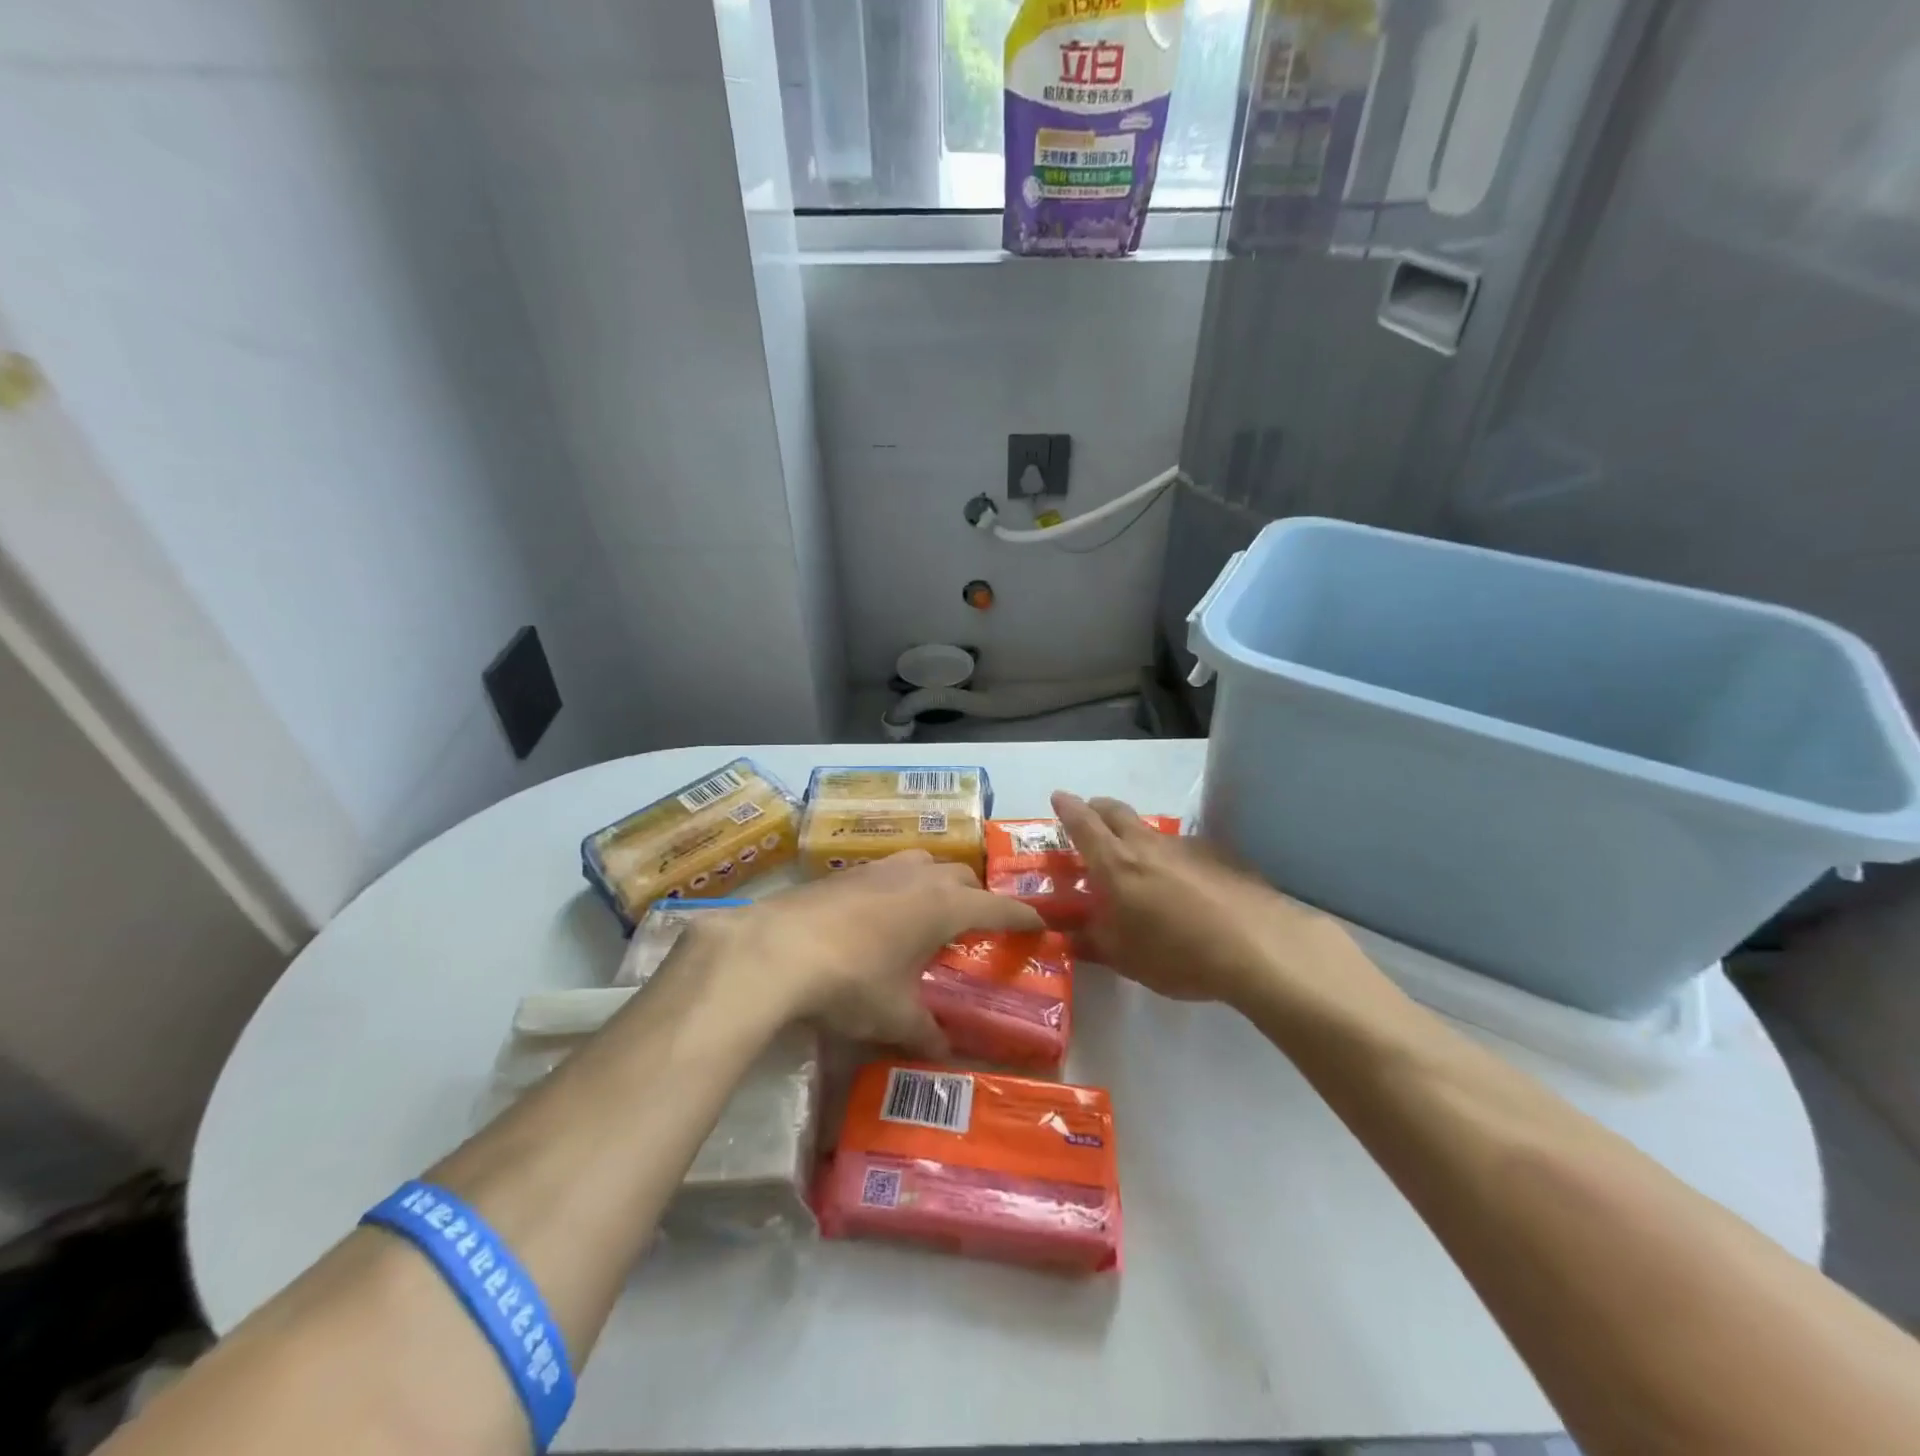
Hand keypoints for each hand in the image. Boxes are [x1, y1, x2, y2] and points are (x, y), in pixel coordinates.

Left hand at [688, 852, 1043, 1055]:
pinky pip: (890, 870)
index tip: (1039, 923)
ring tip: (931, 912)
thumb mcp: (894, 1015)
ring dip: (938, 882)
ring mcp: (880, 868)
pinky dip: (901, 885)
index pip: (997, 907)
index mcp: (943, 906)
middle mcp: (918, 877)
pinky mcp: (846, 871)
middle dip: (978, 897)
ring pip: (926, 863)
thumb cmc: (851, 981)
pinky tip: (882, 913)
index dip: (1021, 916)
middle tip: (977, 926)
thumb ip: (925, 1033)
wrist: (776, 950)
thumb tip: (944, 1053)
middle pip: (963, 876)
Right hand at [1052, 791, 1353, 1007]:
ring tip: (1140, 866)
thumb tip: (1069, 935)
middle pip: (1116, 811)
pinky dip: (1172, 859)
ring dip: (1137, 837)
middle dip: (1098, 809)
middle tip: (1090, 818)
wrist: (1259, 948)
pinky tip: (1186, 888)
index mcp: (1116, 864)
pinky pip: (1184, 849)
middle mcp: (1148, 845)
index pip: (1083, 824)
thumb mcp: (1125, 958)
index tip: (1058, 797)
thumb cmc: (1177, 954)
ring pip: (1151, 831)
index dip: (1067, 808)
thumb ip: (1093, 942)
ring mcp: (1187, 847)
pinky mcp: (1221, 856)